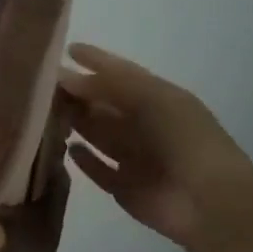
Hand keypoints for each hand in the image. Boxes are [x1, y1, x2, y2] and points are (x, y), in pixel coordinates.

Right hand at [60, 43, 252, 251]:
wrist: (209, 201)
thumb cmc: (185, 139)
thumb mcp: (152, 98)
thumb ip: (110, 85)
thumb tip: (68, 77)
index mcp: (158, 99)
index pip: (121, 74)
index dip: (96, 61)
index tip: (66, 50)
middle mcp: (145, 125)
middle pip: (104, 104)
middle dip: (78, 93)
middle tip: (43, 85)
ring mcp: (134, 157)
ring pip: (98, 134)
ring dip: (76, 122)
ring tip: (46, 112)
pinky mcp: (124, 187)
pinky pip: (98, 170)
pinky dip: (84, 160)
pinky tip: (68, 148)